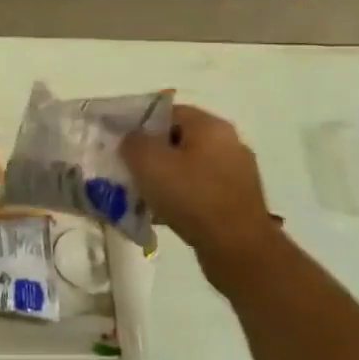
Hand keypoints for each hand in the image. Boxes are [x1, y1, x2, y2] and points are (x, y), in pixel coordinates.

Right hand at [120, 105, 278, 265]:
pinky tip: (164, 213)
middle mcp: (229, 143)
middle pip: (179, 139)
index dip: (140, 123)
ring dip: (164, 177)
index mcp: (211, 126)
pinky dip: (180, 196)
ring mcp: (236, 173)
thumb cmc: (191, 197)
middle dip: (151, 153)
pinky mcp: (237, 200)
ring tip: (142, 194)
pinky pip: (200, 189)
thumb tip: (132, 138)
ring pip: (188, 166)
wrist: (237, 248)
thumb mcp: (148, 162)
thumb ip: (133, 142)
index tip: (120, 142)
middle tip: (127, 169)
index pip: (168, 111)